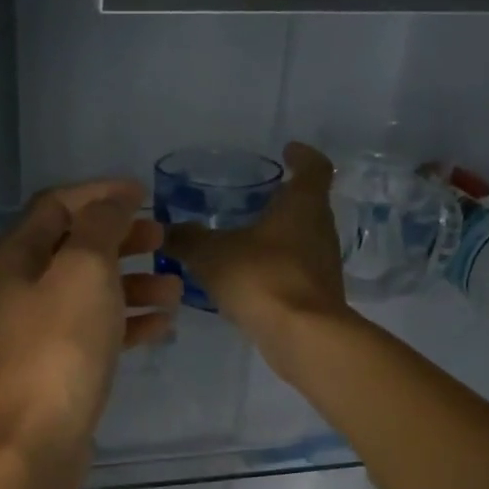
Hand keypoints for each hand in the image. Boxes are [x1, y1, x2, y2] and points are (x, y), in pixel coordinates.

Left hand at [0, 179, 180, 488]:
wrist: (40, 437)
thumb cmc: (61, 345)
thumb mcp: (84, 270)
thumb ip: (100, 226)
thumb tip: (113, 202)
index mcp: (16, 256)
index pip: (56, 205)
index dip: (100, 194)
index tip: (144, 194)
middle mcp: (22, 288)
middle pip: (75, 247)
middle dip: (122, 240)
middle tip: (162, 239)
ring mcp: (40, 329)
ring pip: (91, 291)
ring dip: (133, 283)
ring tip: (175, 289)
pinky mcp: (60, 363)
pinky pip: (98, 329)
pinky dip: (129, 321)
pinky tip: (163, 324)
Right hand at [163, 142, 349, 357]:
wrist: (302, 336)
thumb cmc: (262, 278)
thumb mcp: (213, 254)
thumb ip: (188, 239)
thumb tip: (166, 229)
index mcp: (304, 205)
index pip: (314, 168)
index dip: (302, 156)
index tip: (288, 151)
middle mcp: (321, 230)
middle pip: (308, 206)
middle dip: (283, 201)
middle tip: (255, 199)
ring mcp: (323, 266)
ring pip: (301, 241)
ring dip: (278, 238)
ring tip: (245, 241)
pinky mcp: (317, 298)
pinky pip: (294, 273)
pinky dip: (274, 270)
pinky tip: (247, 280)